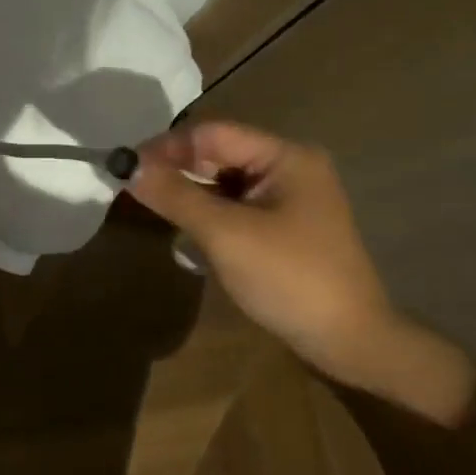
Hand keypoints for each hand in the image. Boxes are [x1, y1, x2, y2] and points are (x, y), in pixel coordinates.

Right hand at [127, 121, 475, 422]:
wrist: (348, 340)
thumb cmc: (289, 278)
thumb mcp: (225, 234)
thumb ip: (176, 196)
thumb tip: (128, 166)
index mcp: (285, 157)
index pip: (213, 134)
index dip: (167, 147)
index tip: (126, 167)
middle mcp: (290, 168)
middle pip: (219, 155)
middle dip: (176, 170)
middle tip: (133, 190)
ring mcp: (289, 199)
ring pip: (225, 183)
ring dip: (189, 194)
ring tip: (152, 209)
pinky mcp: (284, 227)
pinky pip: (236, 208)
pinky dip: (207, 215)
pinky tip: (185, 232)